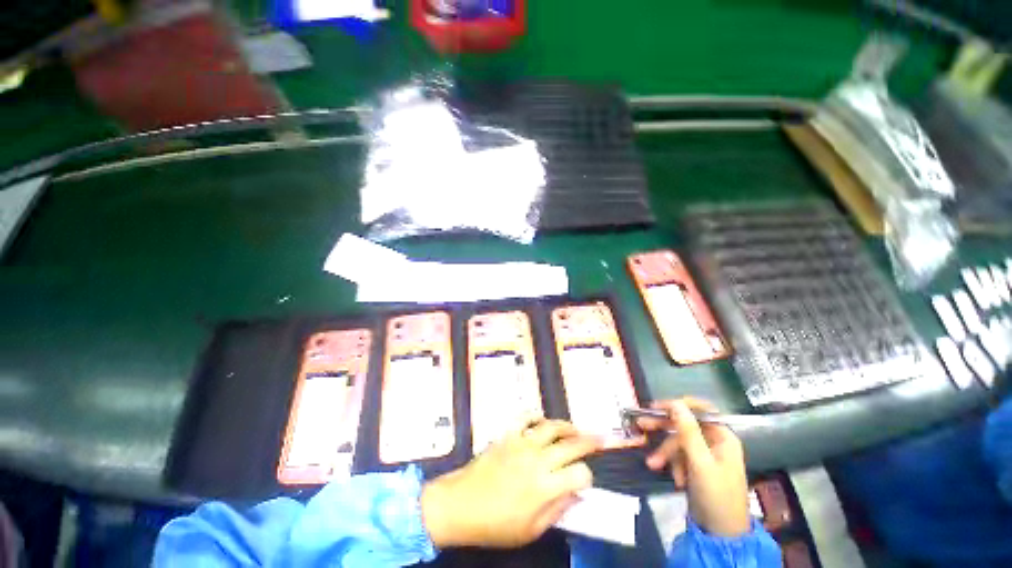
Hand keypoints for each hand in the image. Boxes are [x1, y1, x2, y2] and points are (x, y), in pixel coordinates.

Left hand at [421, 420, 599, 547]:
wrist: (461, 505)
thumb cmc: (496, 525)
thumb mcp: (530, 531)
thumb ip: (557, 511)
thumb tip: (576, 495)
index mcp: (545, 487)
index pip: (579, 474)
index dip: (587, 477)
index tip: (585, 480)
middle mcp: (537, 460)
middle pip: (571, 445)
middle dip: (589, 441)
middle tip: (600, 438)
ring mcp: (521, 443)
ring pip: (551, 426)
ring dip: (566, 425)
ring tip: (575, 428)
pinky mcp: (507, 434)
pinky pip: (524, 417)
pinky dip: (535, 414)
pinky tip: (542, 419)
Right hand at [637, 397, 749, 536]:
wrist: (721, 534)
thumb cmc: (716, 495)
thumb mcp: (700, 462)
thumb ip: (688, 431)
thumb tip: (676, 403)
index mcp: (722, 437)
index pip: (699, 410)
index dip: (678, 405)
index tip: (656, 407)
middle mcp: (715, 442)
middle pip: (685, 425)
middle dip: (664, 429)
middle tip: (642, 425)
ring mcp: (706, 455)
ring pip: (679, 443)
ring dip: (666, 453)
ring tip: (652, 464)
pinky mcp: (697, 467)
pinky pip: (680, 457)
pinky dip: (674, 465)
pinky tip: (675, 479)